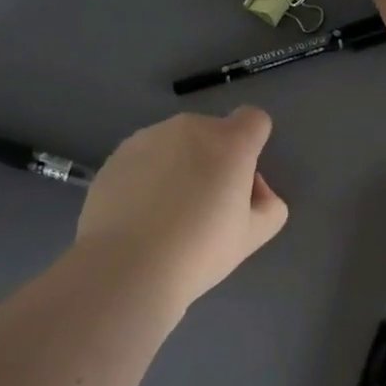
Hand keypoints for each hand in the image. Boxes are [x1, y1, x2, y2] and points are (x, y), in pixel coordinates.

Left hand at [76, 108, 288, 311]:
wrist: (126, 267)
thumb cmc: (199, 251)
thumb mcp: (254, 236)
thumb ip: (269, 204)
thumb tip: (251, 188)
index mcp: (229, 142)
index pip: (254, 119)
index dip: (252, 145)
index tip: (240, 181)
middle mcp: (189, 128)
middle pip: (212, 132)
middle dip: (214, 158)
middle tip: (204, 206)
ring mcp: (147, 137)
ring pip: (175, 144)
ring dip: (179, 165)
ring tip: (166, 213)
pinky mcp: (116, 155)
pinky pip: (143, 158)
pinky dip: (147, 176)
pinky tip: (139, 215)